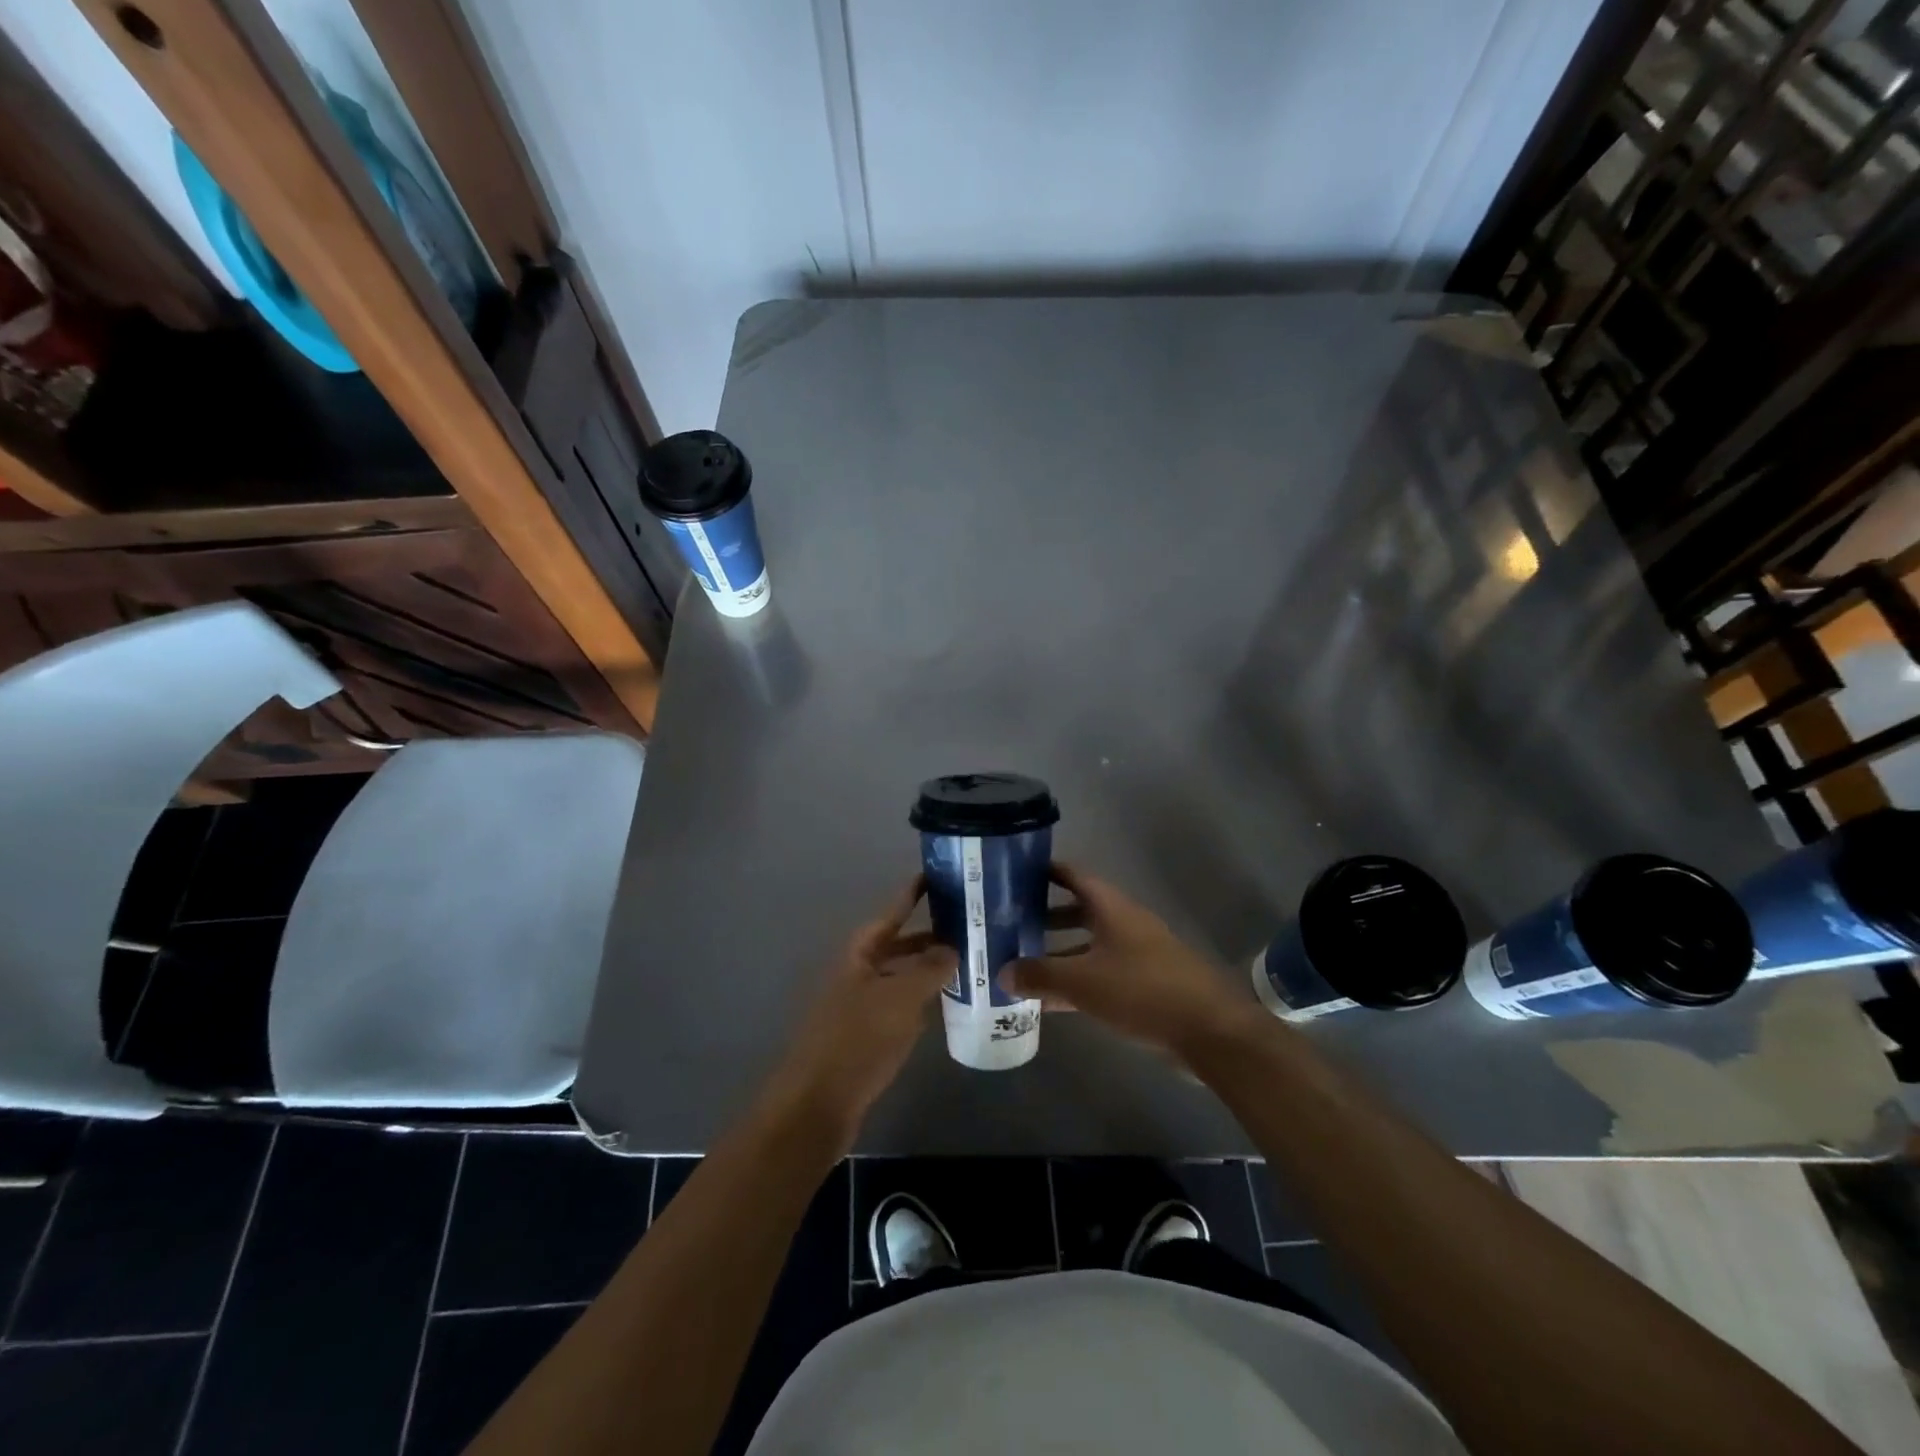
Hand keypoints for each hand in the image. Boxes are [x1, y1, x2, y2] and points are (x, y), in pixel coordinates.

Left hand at [763, 878, 956, 1148]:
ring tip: (968, 963)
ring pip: (901, 978)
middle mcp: (859, 974)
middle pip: (897, 946)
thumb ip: (928, 969)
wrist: (817, 1105)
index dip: (911, 895)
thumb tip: (952, 946)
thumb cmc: (856, 1040)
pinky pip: (901, 1008)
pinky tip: (948, 1006)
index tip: (935, 876)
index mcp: (859, 955)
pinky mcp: (868, 1038)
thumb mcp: (899, 998)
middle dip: (928, 936)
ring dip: (929, 970)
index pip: (890, 914)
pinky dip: (923, 1002)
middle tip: (968, 926)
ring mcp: (862, 1007)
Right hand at [1004, 863, 1261, 1061]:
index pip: (1074, 876)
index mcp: (1112, 908)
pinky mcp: (1145, 985)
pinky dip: (1077, 981)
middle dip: (1046, 916)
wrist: (1209, 1031)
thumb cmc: (1142, 991)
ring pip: (1089, 945)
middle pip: (1079, 911)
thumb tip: (1002, 972)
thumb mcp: (1083, 982)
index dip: (1046, 871)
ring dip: (1059, 953)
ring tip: (1022, 963)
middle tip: (1011, 923)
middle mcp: (1125, 924)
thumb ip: (1040, 975)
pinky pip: (1101, 975)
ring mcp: (1137, 955)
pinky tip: (1051, 1002)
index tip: (1016, 873)